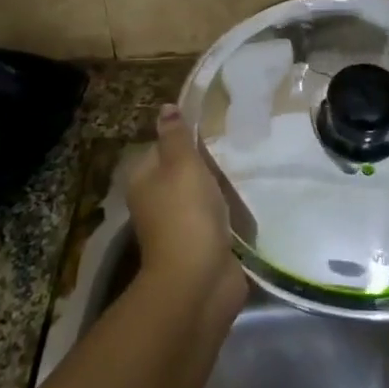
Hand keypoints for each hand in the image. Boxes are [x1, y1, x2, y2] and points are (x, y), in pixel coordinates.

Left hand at [128, 105, 247, 315]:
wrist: (199, 280)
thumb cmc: (186, 213)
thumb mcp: (182, 164)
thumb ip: (177, 136)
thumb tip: (166, 107)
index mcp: (143, 180)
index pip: (160, 147)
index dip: (182, 137)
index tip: (211, 128)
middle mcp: (155, 202)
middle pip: (180, 172)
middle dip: (204, 164)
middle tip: (233, 147)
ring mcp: (178, 226)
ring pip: (199, 196)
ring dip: (218, 188)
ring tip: (243, 170)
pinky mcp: (201, 245)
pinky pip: (215, 219)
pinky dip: (227, 212)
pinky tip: (245, 201)